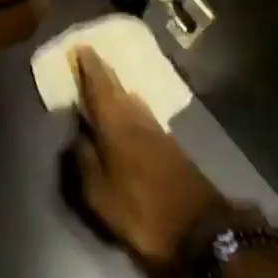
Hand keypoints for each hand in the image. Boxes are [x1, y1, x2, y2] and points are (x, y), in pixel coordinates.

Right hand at [70, 46, 232, 270]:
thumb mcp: (99, 195)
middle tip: (91, 57)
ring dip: (119, 89)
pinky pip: (144, 115)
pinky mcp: (171, 148)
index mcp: (116, 128)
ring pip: (134, 102)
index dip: (90, 69)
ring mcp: (158, 134)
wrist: (201, 230)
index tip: (81, 48)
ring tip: (108, 81)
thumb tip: (76, 138)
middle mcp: (138, 122)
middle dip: (104, 74)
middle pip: (119, 91)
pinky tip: (131, 111)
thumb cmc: (142, 211)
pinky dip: (132, 106)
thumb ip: (83, 163)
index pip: (100, 90)